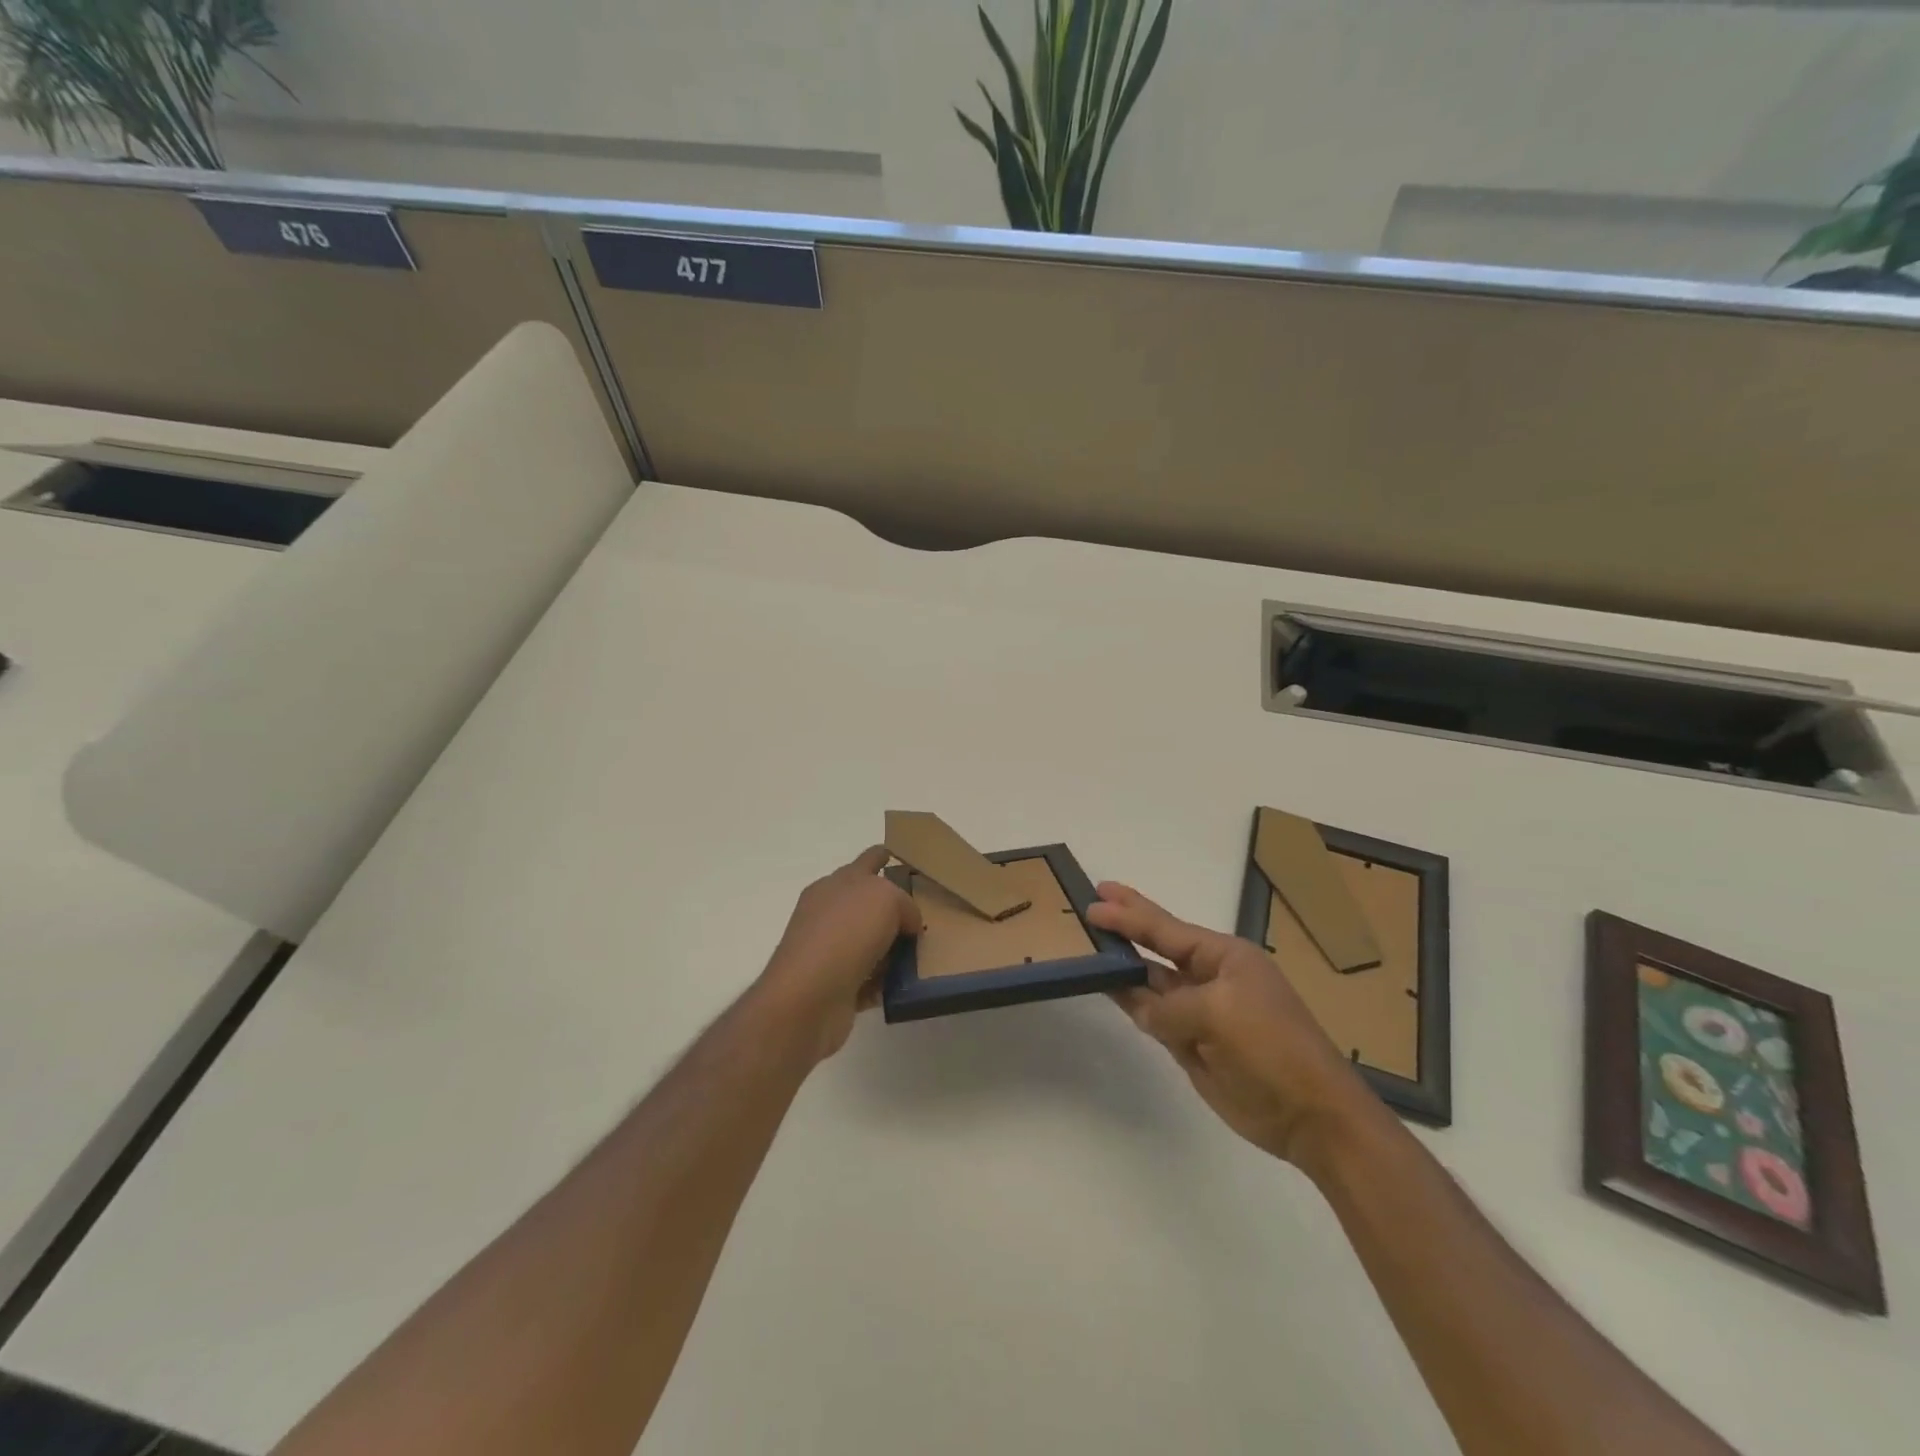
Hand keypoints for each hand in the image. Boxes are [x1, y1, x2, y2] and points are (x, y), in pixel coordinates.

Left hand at [756, 846, 921, 1062]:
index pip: (866, 861)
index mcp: (837, 883)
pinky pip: (868, 978)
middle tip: (924, 915)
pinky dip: (884, 981)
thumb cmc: (845, 933)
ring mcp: (829, 950)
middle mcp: (829, 913)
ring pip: (869, 942)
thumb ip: (903, 903)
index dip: (883, 856)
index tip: (897, 856)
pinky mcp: (834, 986)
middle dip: (893, 908)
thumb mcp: (886, 898)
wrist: (808, 997)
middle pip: (867, 904)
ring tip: (922, 954)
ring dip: (891, 948)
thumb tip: (907, 925)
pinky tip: (905, 985)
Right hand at [1087, 882, 1376, 1167]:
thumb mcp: (1218, 1015)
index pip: (1167, 929)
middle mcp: (1211, 978)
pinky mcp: (1193, 1044)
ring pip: (1152, 982)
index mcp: (1226, 957)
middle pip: (1159, 947)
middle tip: (1094, 901)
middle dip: (1128, 926)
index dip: (1130, 914)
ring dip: (1124, 965)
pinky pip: (1154, 1016)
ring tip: (1091, 945)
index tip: (1097, 897)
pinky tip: (1109, 988)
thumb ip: (1169, 1007)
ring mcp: (1201, 1012)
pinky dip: (1132, 1003)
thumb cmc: (1271, 1048)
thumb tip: (1140, 1007)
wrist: (1311, 1117)